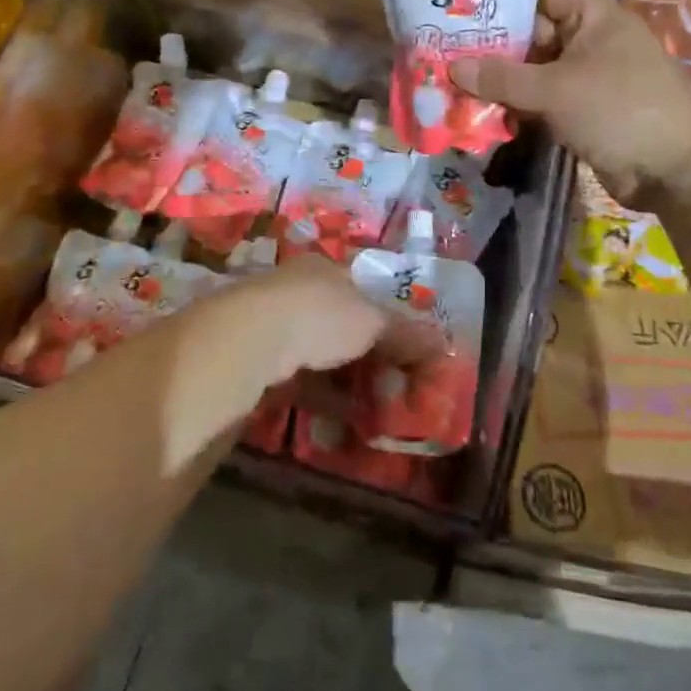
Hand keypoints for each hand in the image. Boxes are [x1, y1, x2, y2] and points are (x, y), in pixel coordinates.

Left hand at [199, 257, 435, 390]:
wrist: (248, 343)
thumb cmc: (318, 316)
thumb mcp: (371, 321)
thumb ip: (405, 333)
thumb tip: (443, 345)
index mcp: (324, 270)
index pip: (363, 291)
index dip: (387, 320)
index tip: (408, 351)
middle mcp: (298, 291)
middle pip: (343, 324)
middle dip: (371, 356)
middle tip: (397, 385)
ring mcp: (274, 326)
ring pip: (321, 355)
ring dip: (350, 381)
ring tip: (379, 410)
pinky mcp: (258, 363)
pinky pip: (301, 381)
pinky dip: (326, 398)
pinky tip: (347, 420)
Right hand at [449, 0, 690, 208]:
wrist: (673, 171)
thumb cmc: (620, 110)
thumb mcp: (556, 90)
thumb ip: (503, 78)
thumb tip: (453, 67)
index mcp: (591, 15)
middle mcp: (586, 39)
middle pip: (529, 29)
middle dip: (488, 40)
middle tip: (440, 45)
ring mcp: (583, 75)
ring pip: (530, 67)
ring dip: (496, 77)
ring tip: (449, 79)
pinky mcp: (578, 108)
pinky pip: (538, 97)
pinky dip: (512, 103)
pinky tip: (477, 111)